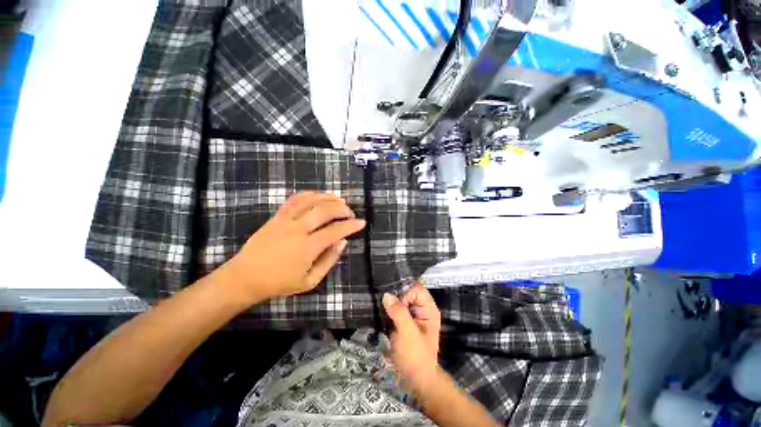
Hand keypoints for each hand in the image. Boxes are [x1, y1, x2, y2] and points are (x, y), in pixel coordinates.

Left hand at [224, 191, 365, 301]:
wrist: (245, 277)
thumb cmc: (279, 283)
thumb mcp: (309, 281)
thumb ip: (329, 260)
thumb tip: (342, 242)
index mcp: (307, 247)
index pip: (335, 231)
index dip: (351, 226)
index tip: (361, 222)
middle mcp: (298, 229)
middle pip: (324, 211)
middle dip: (341, 209)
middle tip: (350, 213)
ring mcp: (285, 220)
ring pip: (310, 201)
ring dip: (328, 197)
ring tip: (339, 199)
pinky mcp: (276, 216)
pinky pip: (294, 200)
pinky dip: (308, 194)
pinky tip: (318, 195)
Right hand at [382, 283, 441, 392]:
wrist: (415, 380)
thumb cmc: (415, 357)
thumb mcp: (407, 334)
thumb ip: (398, 312)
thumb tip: (386, 295)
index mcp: (429, 309)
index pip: (417, 289)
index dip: (406, 294)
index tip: (396, 305)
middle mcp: (422, 309)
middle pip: (409, 292)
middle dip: (397, 294)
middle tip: (383, 300)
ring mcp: (413, 316)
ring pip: (401, 300)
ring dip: (391, 301)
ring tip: (380, 304)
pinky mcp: (404, 323)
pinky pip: (396, 309)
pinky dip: (389, 309)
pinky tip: (381, 312)